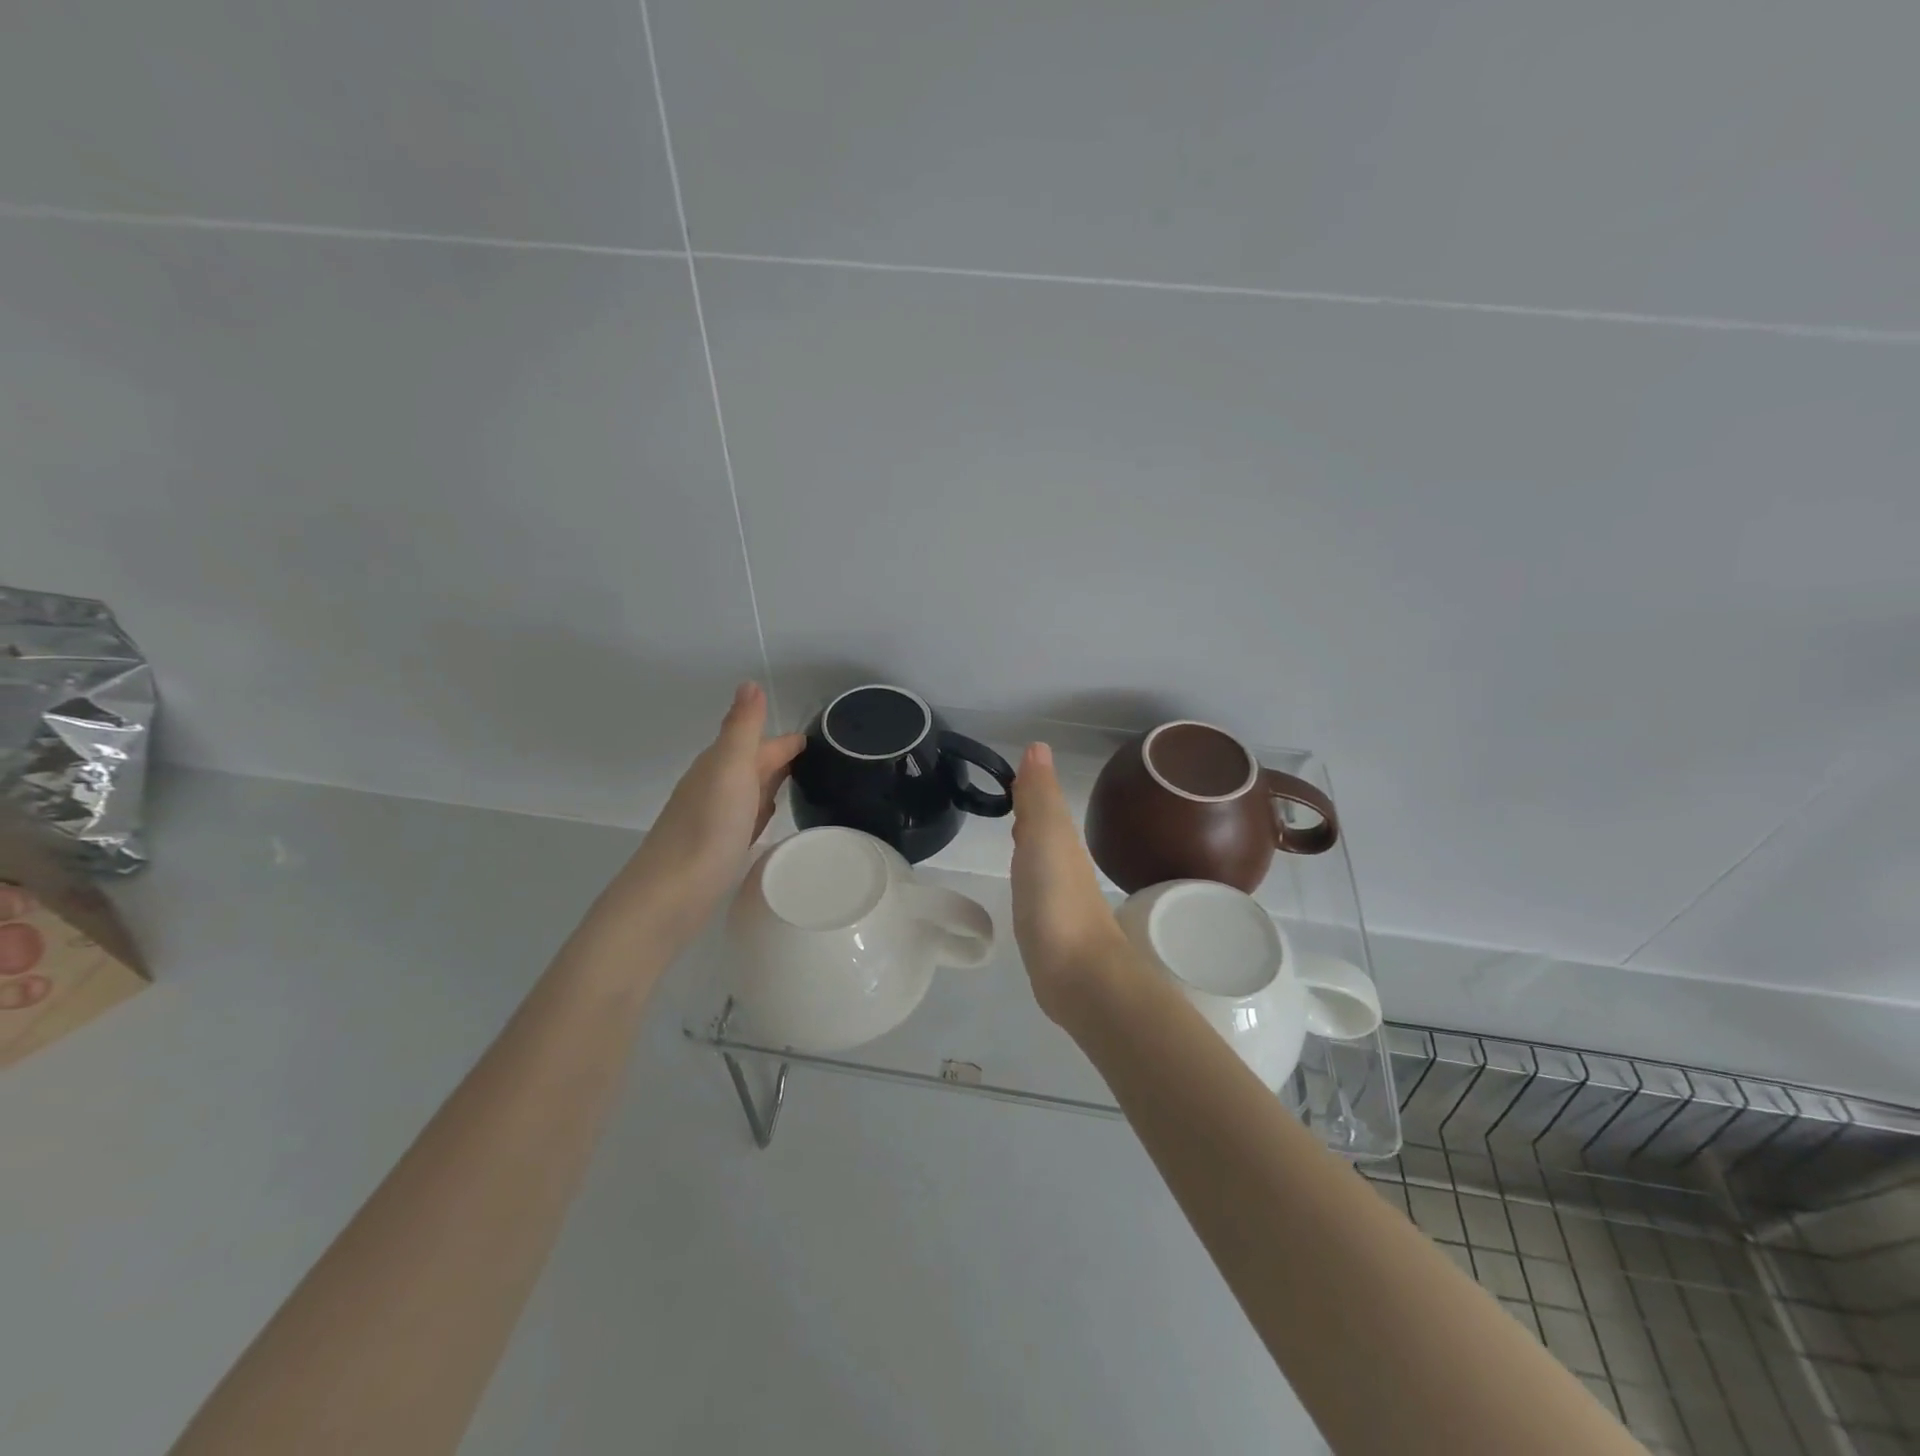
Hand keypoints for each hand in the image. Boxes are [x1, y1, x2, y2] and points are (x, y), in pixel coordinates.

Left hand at [600, 683, 804, 939]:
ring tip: (802, 783)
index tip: (821, 738)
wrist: (671, 894)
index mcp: (719, 765)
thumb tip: (750, 682)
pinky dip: (760, 811)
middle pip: (754, 765)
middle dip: (780, 758)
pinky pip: (745, 818)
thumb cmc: (706, 828)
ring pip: (749, 791)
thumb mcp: (729, 769)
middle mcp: (714, 787)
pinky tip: (768, 818)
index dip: (788, 741)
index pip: (761, 744)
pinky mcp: (716, 848)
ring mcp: (714, 819)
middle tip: (819, 759)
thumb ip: (742, 728)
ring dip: (771, 783)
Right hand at [1009, 743, 1132, 1025]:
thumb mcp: (1045, 835)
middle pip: (1045, 827)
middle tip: (1007, 796)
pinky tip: (1023, 882)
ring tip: (1012, 831)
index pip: (1044, 802)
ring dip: (1030, 841)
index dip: (1029, 787)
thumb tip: (1038, 746)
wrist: (1078, 973)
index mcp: (1061, 838)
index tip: (1009, 775)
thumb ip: (1039, 795)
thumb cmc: (1056, 898)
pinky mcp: (1050, 927)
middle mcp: (1064, 862)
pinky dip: (1028, 874)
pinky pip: (1036, 887)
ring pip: (1042, 856)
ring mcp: (1059, 896)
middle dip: (1030, 810)